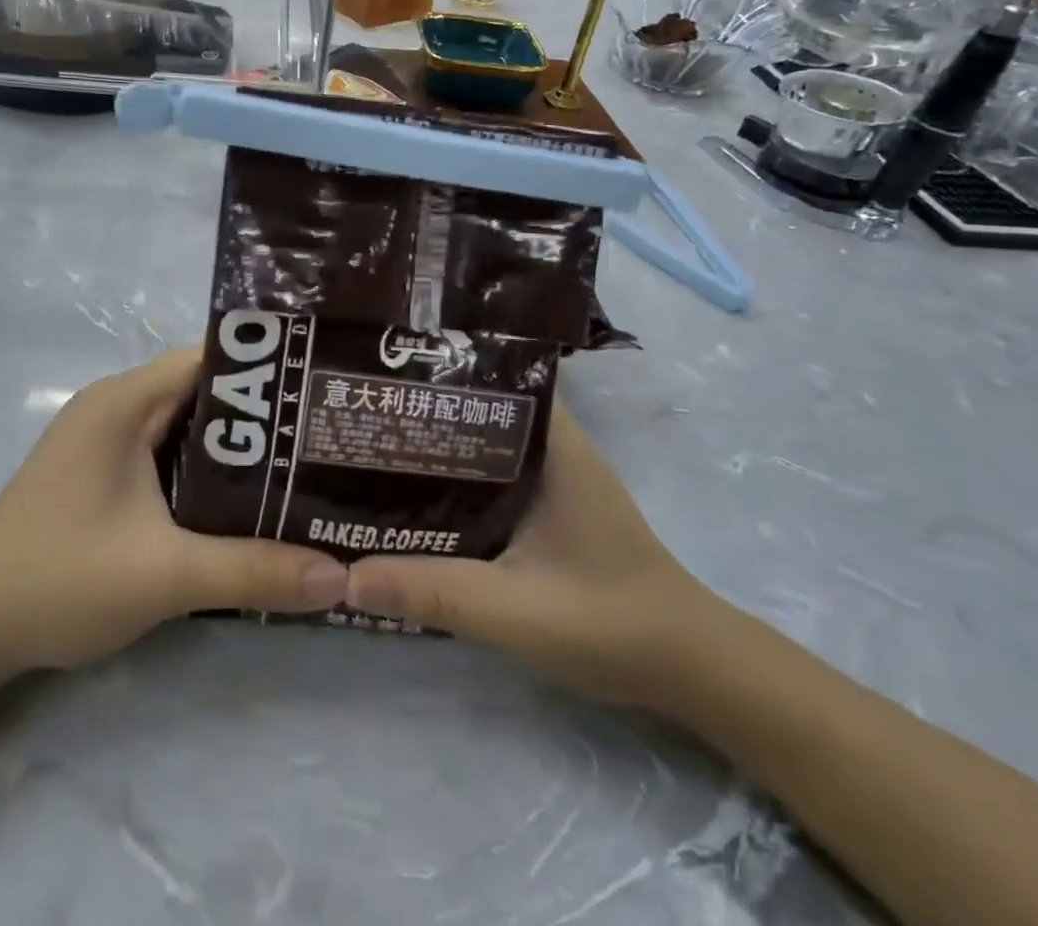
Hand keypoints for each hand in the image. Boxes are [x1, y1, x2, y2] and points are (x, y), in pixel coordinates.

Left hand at [0, 349, 348, 673]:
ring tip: (305, 468)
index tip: (322, 394)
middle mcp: (116, 406)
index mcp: (125, 401)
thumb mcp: (164, 575)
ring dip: (237, 450)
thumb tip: (343, 578)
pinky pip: (168, 455)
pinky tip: (248, 503)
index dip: (268, 372)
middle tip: (326, 439)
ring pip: (188, 428)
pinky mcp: (102, 473)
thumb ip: (253, 570)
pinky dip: (207, 473)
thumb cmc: (58, 580)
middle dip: (263, 416)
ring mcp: (106, 440)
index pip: (211, 359)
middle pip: (204, 392)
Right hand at [346, 400, 724, 707]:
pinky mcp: (546, 508)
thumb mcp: (516, 610)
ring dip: (435, 445)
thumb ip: (435, 591)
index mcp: (552, 444)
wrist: (690, 670)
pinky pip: (487, 477)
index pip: (492, 376)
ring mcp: (550, 478)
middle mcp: (551, 447)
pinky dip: (452, 480)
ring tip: (372, 443)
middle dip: (422, 407)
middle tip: (361, 409)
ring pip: (480, 444)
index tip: (383, 368)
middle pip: (477, 408)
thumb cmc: (612, 623)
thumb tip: (346, 576)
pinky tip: (411, 495)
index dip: (438, 367)